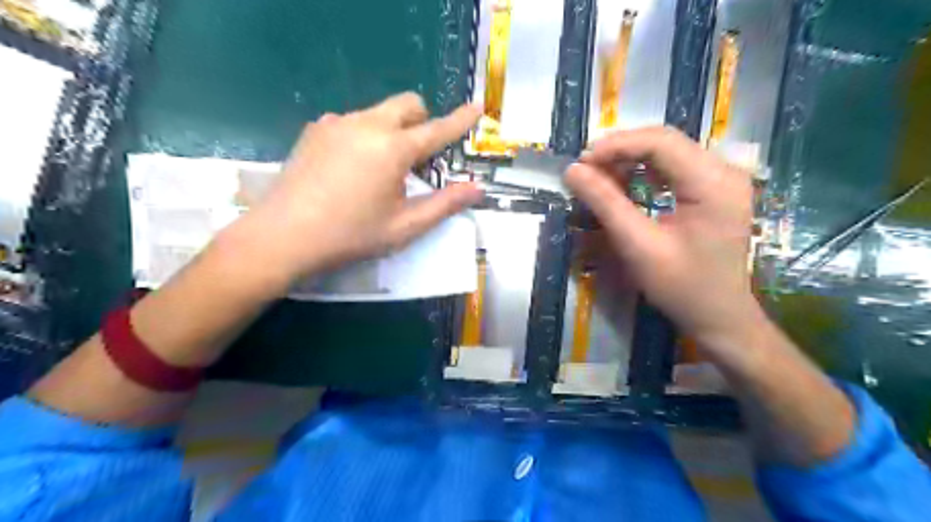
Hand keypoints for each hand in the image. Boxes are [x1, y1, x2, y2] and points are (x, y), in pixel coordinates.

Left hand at [237, 95, 483, 287]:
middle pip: (408, 104)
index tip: (478, 107)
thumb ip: (444, 204)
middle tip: (418, 160)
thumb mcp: (404, 226)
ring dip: (393, 131)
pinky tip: (350, 168)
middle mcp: (367, 124)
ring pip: (379, 112)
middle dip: (422, 122)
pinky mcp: (316, 129)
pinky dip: (365, 135)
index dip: (461, 120)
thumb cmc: (351, 234)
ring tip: (380, 171)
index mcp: (393, 148)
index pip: (437, 129)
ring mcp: (337, 122)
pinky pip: (353, 121)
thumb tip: (477, 189)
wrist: (283, 235)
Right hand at [564, 128, 758, 351]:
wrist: (719, 317)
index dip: (616, 146)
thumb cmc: (682, 287)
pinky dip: (644, 172)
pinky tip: (624, 183)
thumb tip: (572, 171)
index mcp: (713, 183)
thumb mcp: (638, 245)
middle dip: (621, 151)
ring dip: (630, 159)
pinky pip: (674, 167)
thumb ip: (605, 203)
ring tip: (598, 175)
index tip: (581, 162)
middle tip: (585, 169)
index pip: (660, 143)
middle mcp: (724, 171)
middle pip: (665, 142)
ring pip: (668, 151)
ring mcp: (722, 179)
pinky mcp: (715, 189)